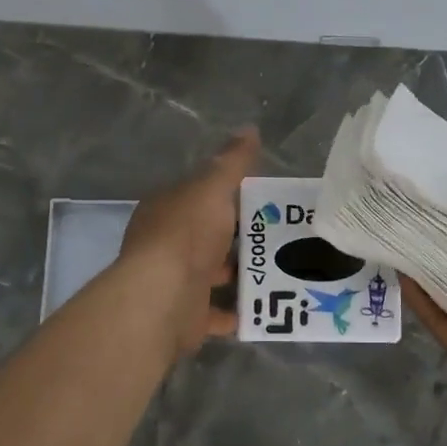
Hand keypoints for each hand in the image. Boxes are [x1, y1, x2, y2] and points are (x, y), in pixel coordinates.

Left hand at [118, 128, 260, 357]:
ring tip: (282, 269)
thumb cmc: (187, 234)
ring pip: (213, 274)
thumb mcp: (213, 187)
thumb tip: (250, 129)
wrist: (164, 297)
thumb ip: (232, 162)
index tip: (263, 199)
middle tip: (282, 235)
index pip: (198, 196)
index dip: (227, 195)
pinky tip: (267, 306)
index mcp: (166, 210)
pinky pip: (217, 313)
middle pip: (207, 236)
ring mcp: (175, 282)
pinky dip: (239, 311)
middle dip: (239, 237)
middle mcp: (166, 244)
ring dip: (240, 273)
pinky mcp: (187, 315)